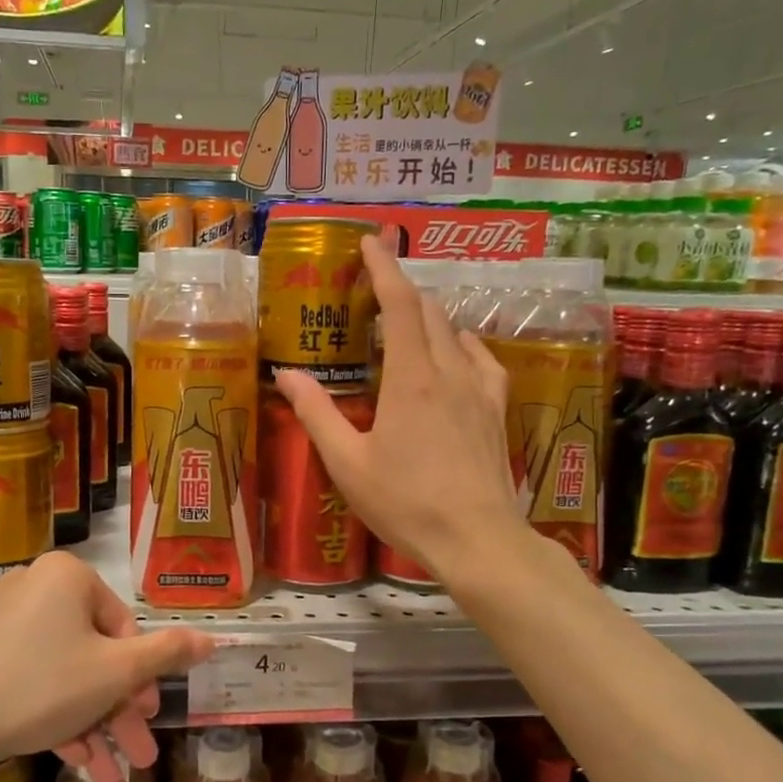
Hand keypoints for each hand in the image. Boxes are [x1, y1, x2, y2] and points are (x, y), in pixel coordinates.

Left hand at [0, 551, 211, 781]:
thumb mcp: (116, 673)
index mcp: (68, 576)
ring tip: (112, 772)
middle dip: (119, 709)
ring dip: (92, 721)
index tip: (147, 717)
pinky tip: (76, 760)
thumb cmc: (43, 687)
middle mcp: (36, 585)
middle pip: (94, 652)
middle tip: (139, 750)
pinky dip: (57, 713)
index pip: (122, 625)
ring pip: (66, 671)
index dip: (140, 677)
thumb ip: (167, 654)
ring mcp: (4, 618)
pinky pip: (34, 676)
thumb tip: (212, 638)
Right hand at [275, 234, 523, 580]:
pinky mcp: (497, 409)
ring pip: (454, 331)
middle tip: (371, 292)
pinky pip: (482, 359)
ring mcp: (479, 389)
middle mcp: (449, 372)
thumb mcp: (347, 463)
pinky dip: (461, 345)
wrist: (478, 539)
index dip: (383, 267)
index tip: (369, 242)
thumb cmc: (406, 503)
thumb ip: (315, 414)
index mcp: (410, 378)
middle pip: (427, 311)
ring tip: (403, 327)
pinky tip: (454, 355)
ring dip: (427, 318)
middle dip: (400, 290)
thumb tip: (285, 375)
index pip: (398, 304)